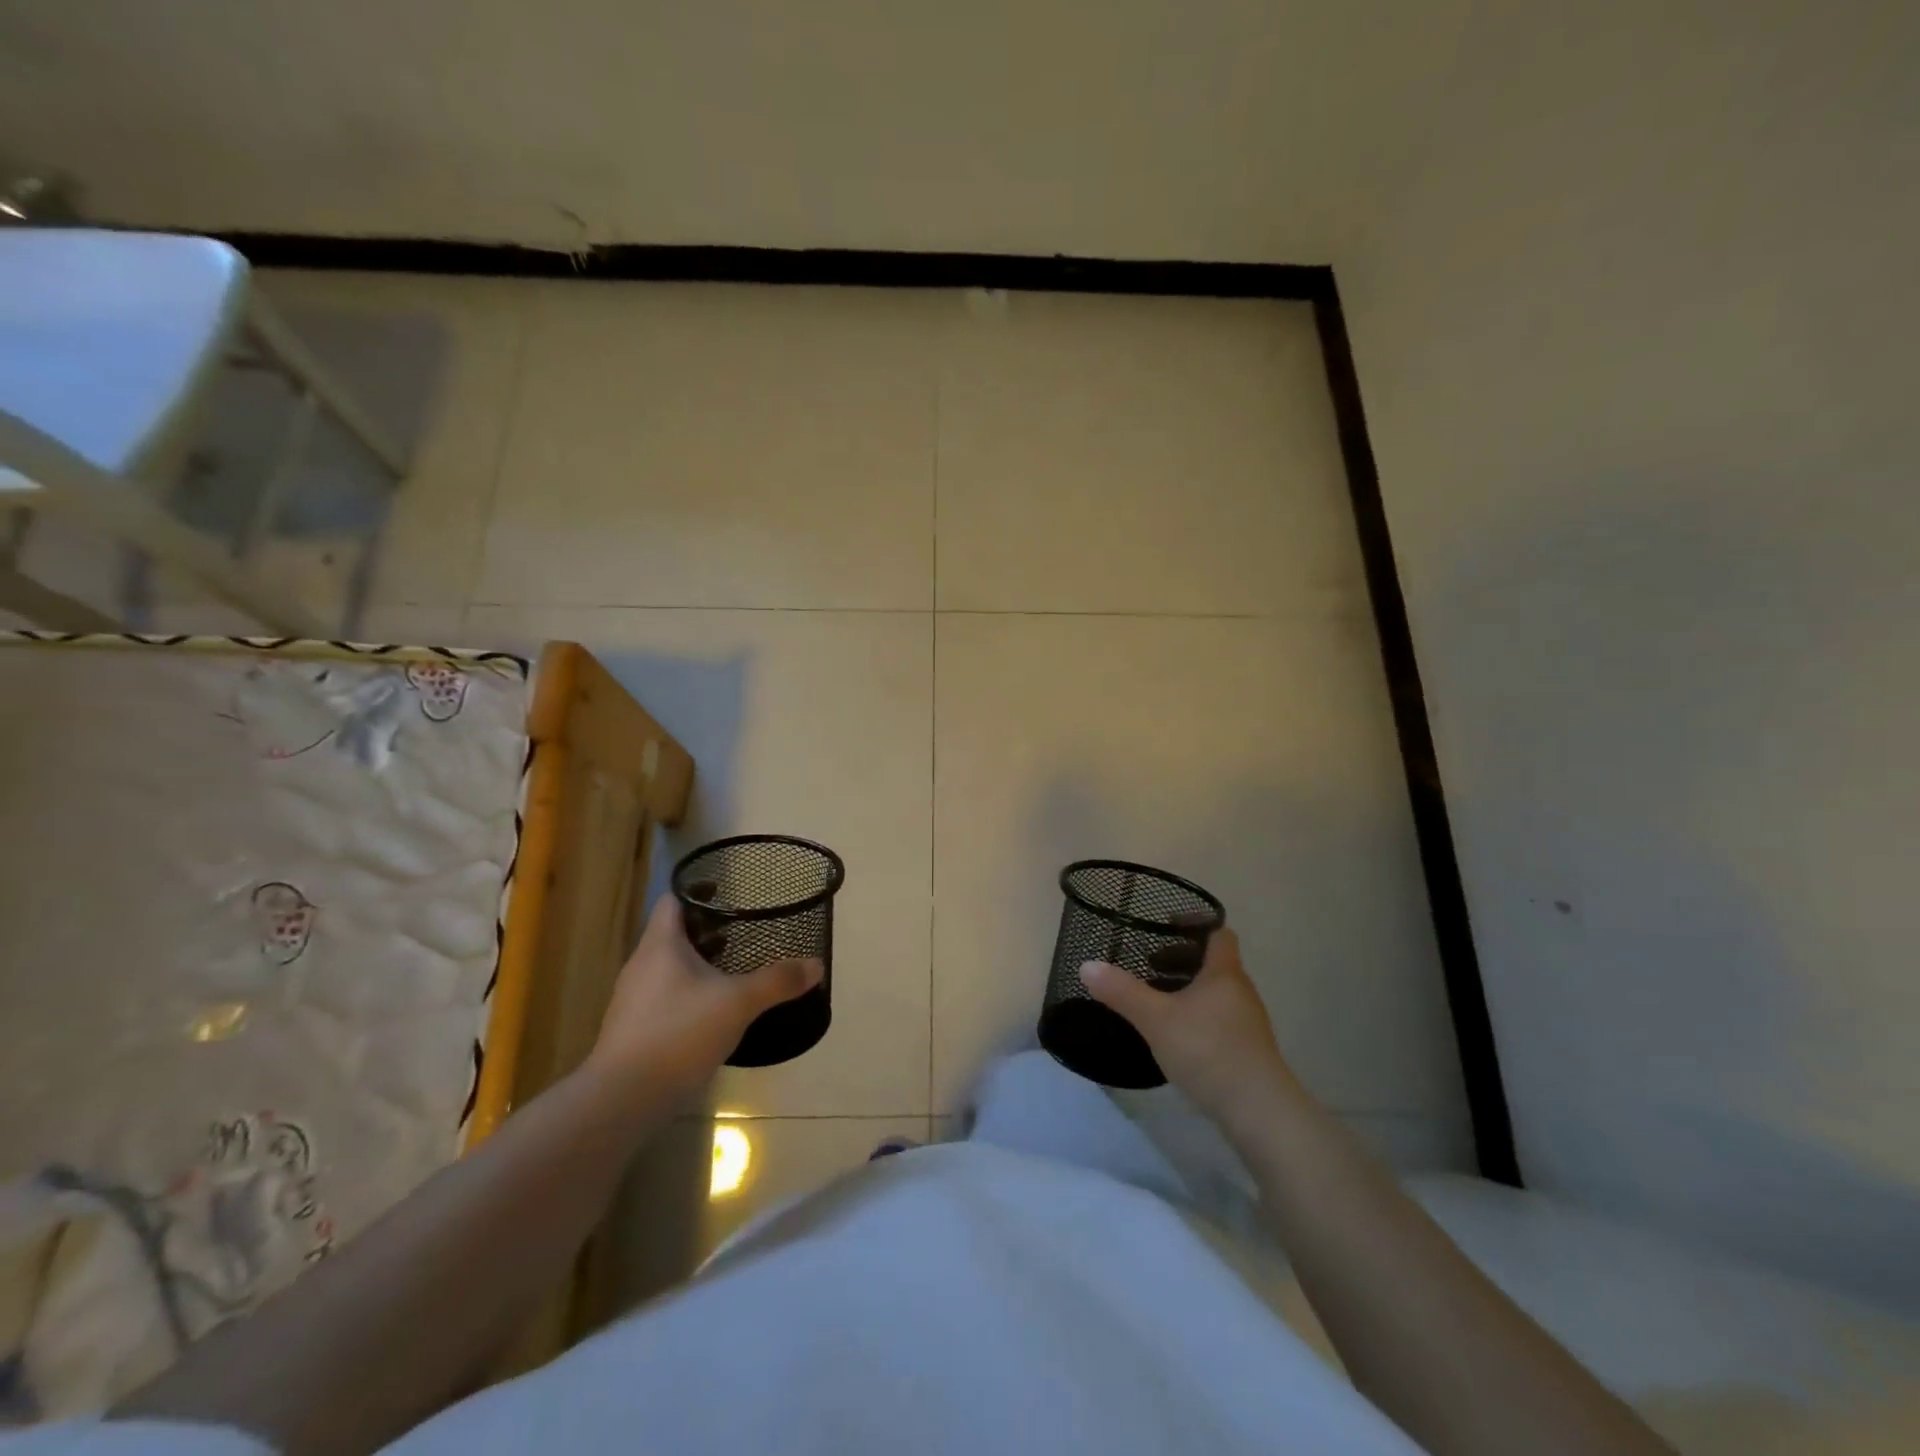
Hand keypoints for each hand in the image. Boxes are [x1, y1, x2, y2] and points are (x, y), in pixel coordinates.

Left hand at [587, 895, 821, 1098]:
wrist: (622, 1099)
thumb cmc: (678, 1033)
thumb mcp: (738, 1003)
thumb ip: (777, 981)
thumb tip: (816, 965)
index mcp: (660, 945)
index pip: (673, 901)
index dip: (698, 892)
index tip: (728, 893)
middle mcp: (641, 965)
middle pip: (673, 934)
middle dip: (707, 931)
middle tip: (743, 931)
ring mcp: (633, 999)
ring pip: (668, 967)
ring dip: (698, 964)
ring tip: (734, 969)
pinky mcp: (633, 1030)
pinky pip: (664, 997)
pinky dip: (688, 994)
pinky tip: (713, 1011)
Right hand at [1081, 928, 1305, 1131]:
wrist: (1259, 1111)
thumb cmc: (1208, 1051)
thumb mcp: (1156, 1019)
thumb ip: (1122, 991)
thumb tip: (1087, 965)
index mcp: (1224, 973)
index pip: (1218, 933)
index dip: (1195, 924)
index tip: (1165, 924)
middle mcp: (1240, 991)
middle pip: (1214, 963)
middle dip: (1181, 959)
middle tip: (1149, 963)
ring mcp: (1247, 1023)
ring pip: (1216, 992)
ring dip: (1188, 989)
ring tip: (1156, 999)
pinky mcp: (1247, 1051)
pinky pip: (1219, 1018)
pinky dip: (1197, 1015)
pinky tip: (1176, 1034)